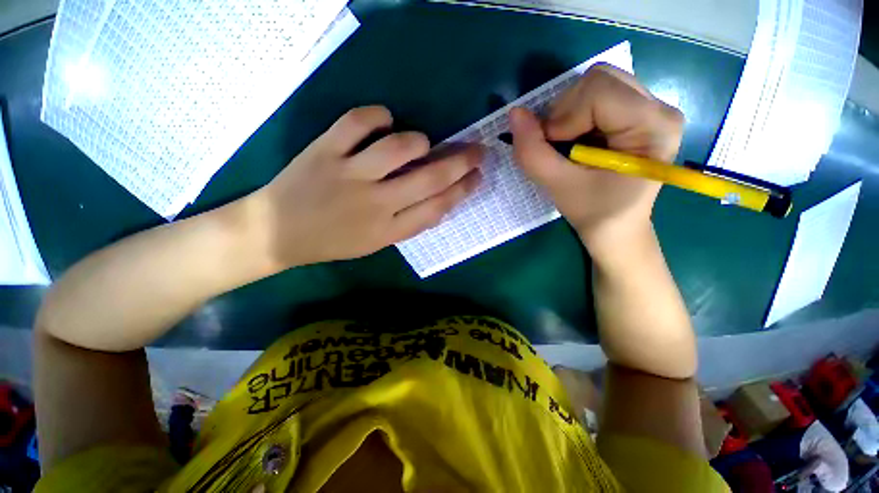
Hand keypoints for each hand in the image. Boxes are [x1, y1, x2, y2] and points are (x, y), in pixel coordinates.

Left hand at [249, 106, 481, 270]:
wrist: (276, 234)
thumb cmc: (332, 242)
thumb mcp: (376, 243)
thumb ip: (408, 223)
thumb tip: (439, 200)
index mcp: (388, 230)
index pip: (437, 207)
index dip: (462, 190)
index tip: (478, 176)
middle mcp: (375, 203)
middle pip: (428, 178)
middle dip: (460, 162)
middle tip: (477, 149)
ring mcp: (349, 174)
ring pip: (398, 147)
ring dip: (419, 140)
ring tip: (422, 142)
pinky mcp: (324, 151)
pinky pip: (357, 122)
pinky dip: (377, 115)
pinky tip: (384, 119)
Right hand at [509, 64, 683, 256]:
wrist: (616, 227)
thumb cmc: (594, 212)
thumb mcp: (558, 186)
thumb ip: (532, 152)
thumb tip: (514, 114)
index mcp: (653, 126)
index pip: (599, 91)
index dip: (563, 118)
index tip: (553, 149)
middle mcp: (659, 107)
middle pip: (599, 78)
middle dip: (565, 112)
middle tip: (558, 145)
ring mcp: (650, 107)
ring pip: (596, 82)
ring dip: (568, 113)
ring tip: (567, 145)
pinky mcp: (637, 112)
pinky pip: (597, 94)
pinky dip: (574, 115)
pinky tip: (576, 139)